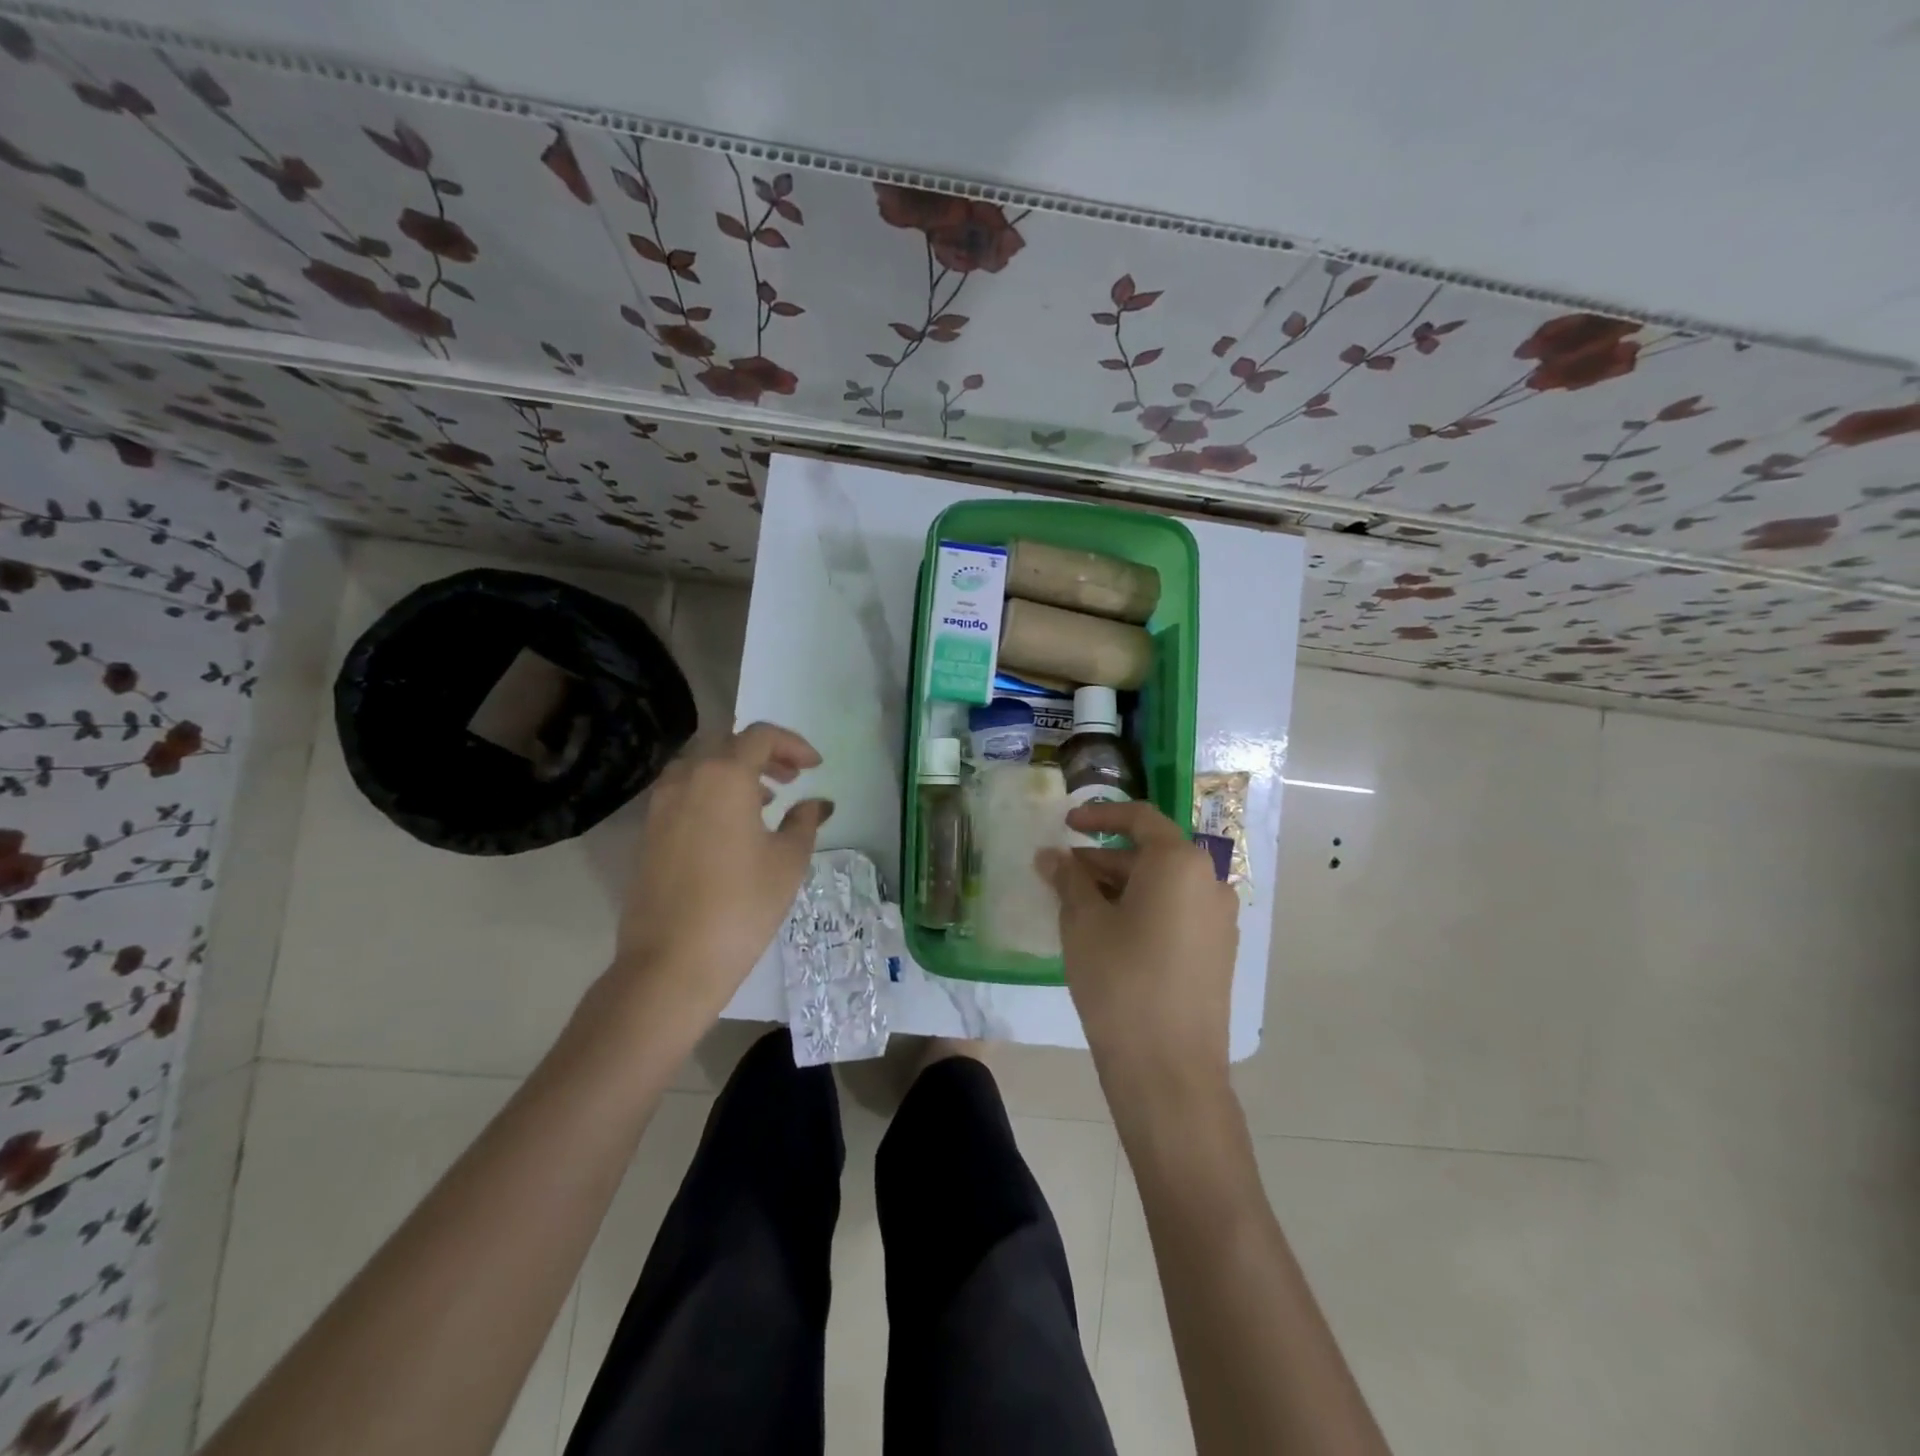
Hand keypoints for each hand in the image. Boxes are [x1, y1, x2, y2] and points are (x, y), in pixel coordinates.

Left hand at [605, 723, 831, 1037]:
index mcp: (724, 776)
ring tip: (764, 801)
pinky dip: (711, 793)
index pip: (761, 736)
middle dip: (764, 754)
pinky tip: (731, 827)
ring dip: (734, 772)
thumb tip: (817, 804)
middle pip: (727, 744)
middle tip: (792, 778)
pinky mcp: (649, 833)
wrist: (672, 962)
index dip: (793, 744)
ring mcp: (661, 805)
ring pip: (701, 767)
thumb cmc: (742, 905)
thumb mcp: (788, 861)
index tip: (815, 766)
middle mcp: (687, 779)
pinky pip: (684, 793)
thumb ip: (804, 822)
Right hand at [1039, 800, 1239, 1105]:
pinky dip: (1141, 909)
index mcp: (1179, 863)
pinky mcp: (1217, 953)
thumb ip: (1068, 879)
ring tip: (1076, 904)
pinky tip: (1107, 932)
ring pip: (1162, 885)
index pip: (1139, 818)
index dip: (1099, 814)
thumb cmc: (1120, 981)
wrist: (1169, 1070)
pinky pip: (1175, 913)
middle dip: (1102, 858)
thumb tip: (1052, 855)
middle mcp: (1209, 882)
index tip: (1066, 824)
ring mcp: (1218, 920)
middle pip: (1150, 853)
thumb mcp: (1083, 922)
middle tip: (1060, 874)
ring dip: (1119, 886)